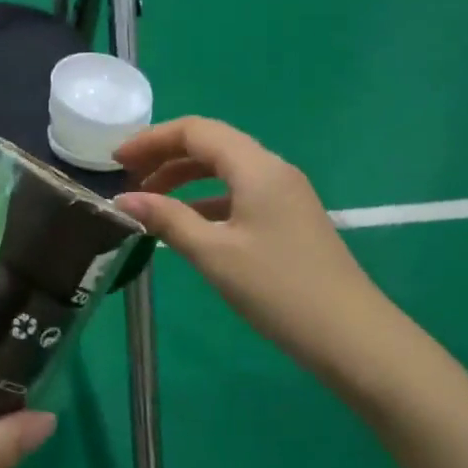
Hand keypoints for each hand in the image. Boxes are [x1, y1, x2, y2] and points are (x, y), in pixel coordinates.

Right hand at [114, 117, 390, 388]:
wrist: (350, 335)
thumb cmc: (277, 289)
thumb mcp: (214, 253)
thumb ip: (166, 219)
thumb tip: (123, 200)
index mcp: (257, 167)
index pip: (196, 131)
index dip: (152, 140)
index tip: (116, 161)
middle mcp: (273, 170)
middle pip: (212, 144)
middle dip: (165, 156)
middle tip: (129, 180)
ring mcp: (285, 194)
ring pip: (226, 170)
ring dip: (184, 178)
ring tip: (150, 202)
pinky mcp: (289, 219)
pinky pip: (239, 194)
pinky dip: (206, 200)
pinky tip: (187, 224)